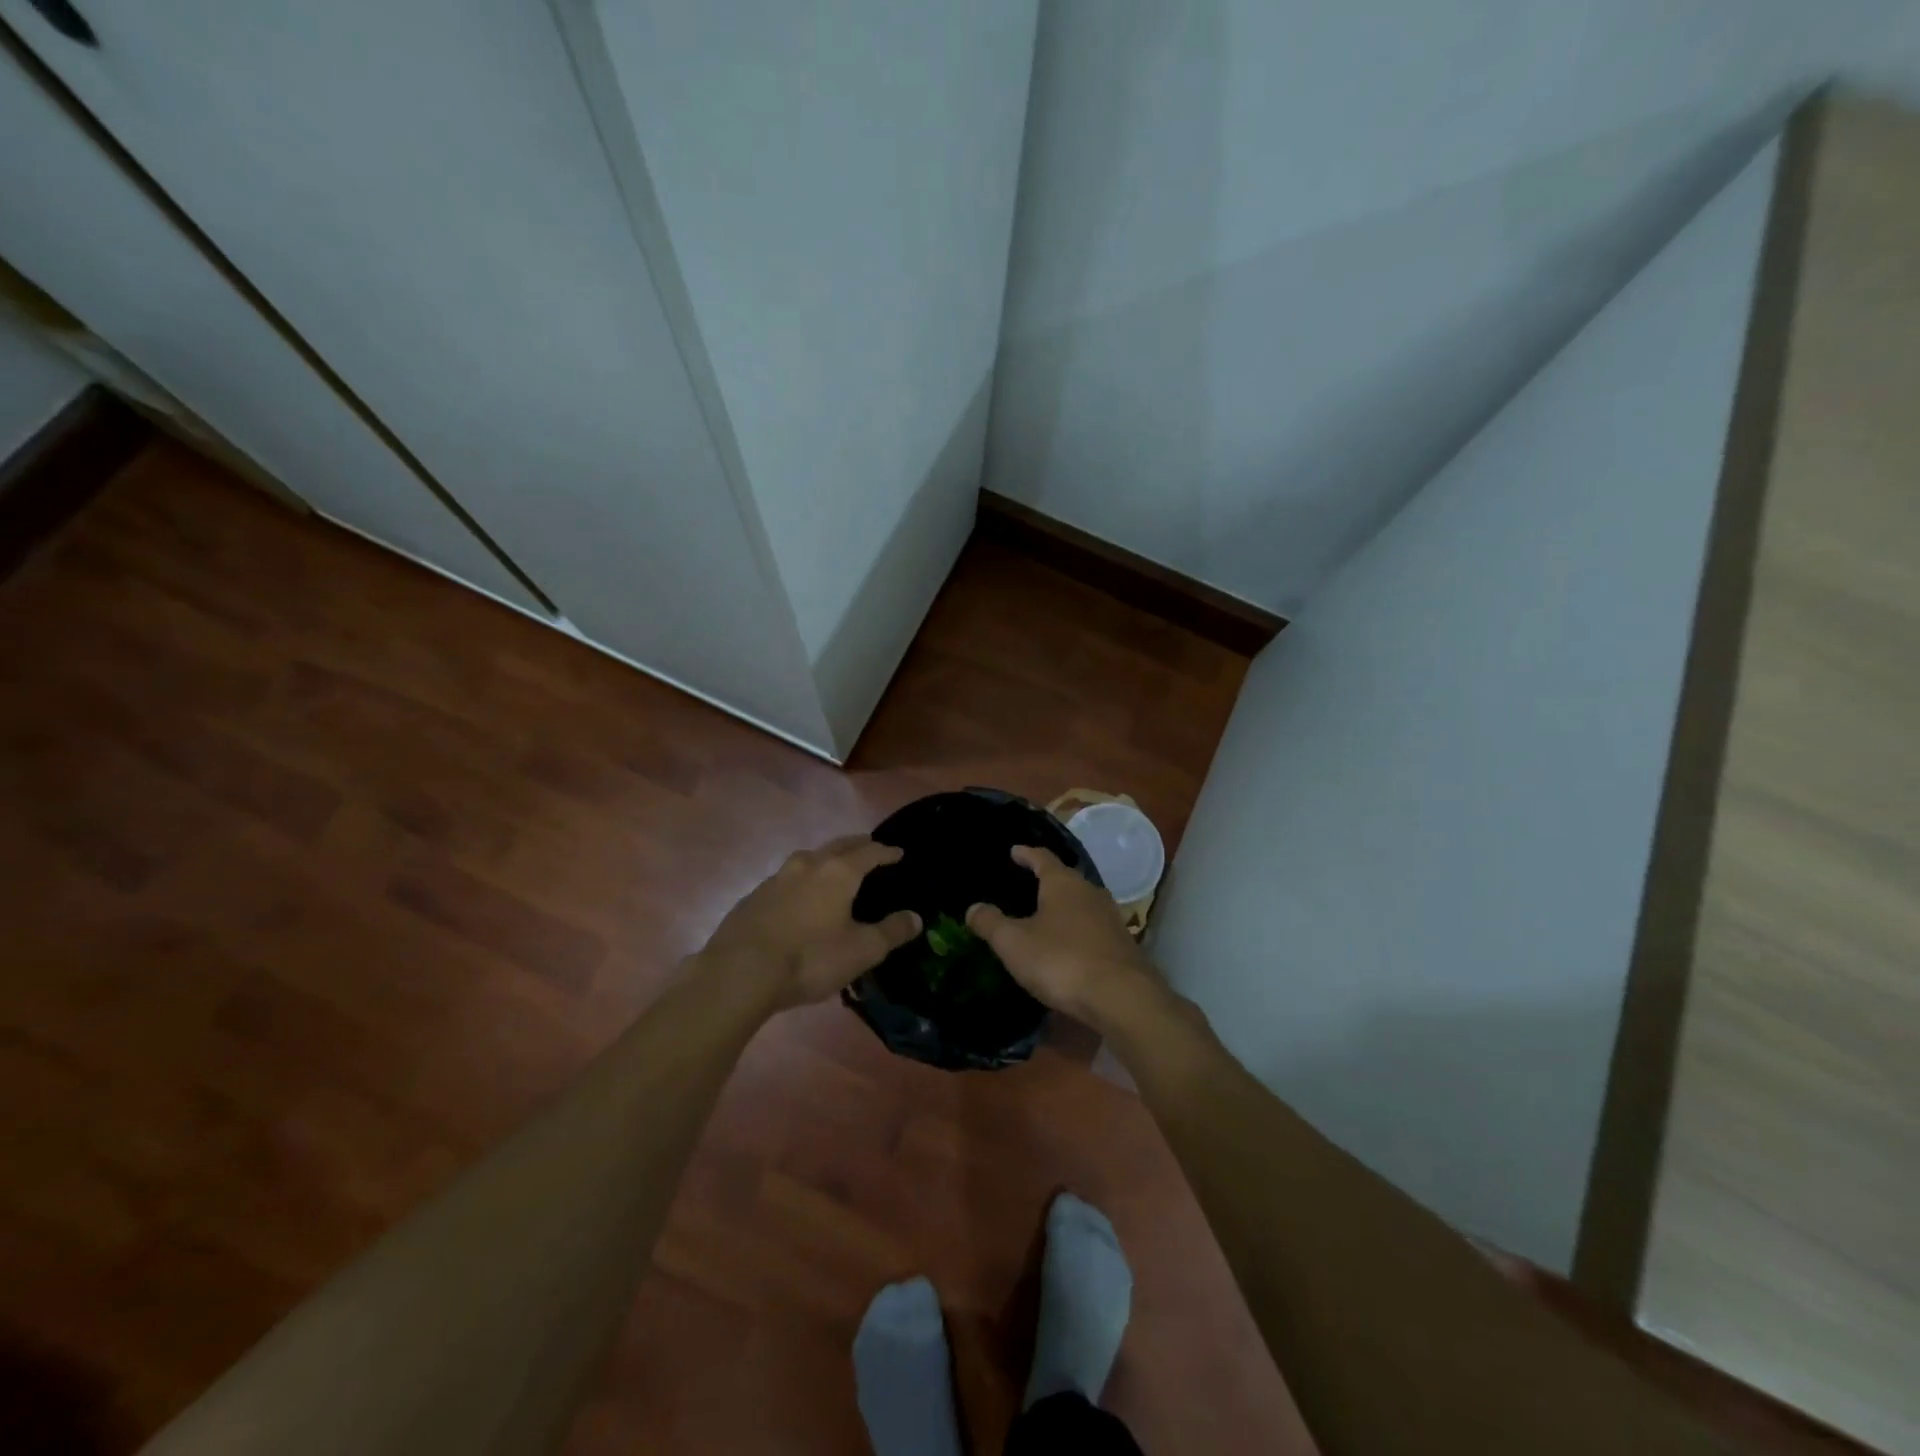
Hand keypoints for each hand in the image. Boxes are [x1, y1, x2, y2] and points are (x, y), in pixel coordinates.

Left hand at [698, 836, 920, 1011]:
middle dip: (857, 845)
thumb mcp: (861, 951)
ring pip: (808, 858)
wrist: (739, 972)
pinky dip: (802, 880)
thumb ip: (891, 932)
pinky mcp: (754, 896)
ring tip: (834, 868)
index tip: (898, 852)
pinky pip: (786, 879)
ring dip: (825, 859)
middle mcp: (808, 865)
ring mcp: (776, 878)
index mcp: (838, 872)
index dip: (886, 851)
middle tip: (870, 848)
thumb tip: (916, 917)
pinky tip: (799, 897)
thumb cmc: (809, 958)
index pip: (869, 852)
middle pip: (838, 846)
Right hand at [967, 846, 1157, 1027]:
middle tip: (1027, 883)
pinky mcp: (1122, 944)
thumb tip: (973, 908)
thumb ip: (991, 923)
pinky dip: (1077, 929)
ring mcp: (1111, 918)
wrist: (1122, 997)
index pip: (1042, 858)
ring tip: (1046, 914)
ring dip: (1064, 906)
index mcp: (1063, 883)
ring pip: (1082, 903)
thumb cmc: (1061, 960)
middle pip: (1065, 879)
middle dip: (1046, 880)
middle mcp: (1090, 892)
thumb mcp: (1014, 943)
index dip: (1026, 854)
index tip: (1014, 851)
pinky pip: (1093, 927)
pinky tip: (1068, 944)